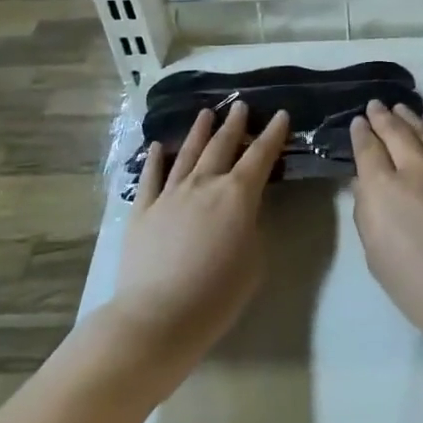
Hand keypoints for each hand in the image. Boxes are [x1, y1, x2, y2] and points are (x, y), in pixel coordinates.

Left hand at [110, 103, 289, 358]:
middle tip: (240, 106)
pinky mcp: (142, 210)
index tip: (280, 114)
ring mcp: (170, 194)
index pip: (261, 156)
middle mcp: (204, 184)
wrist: (159, 316)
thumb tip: (243, 212)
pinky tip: (157, 147)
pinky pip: (151, 177)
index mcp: (238, 195)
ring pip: (187, 154)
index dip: (273, 134)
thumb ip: (252, 226)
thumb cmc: (217, 294)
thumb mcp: (254, 260)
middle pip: (222, 146)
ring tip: (206, 113)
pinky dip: (155, 159)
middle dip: (234, 124)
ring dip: (199, 132)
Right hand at [350, 100, 422, 360]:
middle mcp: (415, 169)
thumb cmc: (421, 288)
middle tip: (377, 105)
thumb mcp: (378, 258)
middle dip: (383, 117)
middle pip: (396, 133)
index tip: (358, 122)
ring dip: (413, 118)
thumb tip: (363, 184)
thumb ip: (367, 215)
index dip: (361, 134)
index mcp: (383, 190)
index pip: (368, 151)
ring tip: (403, 109)